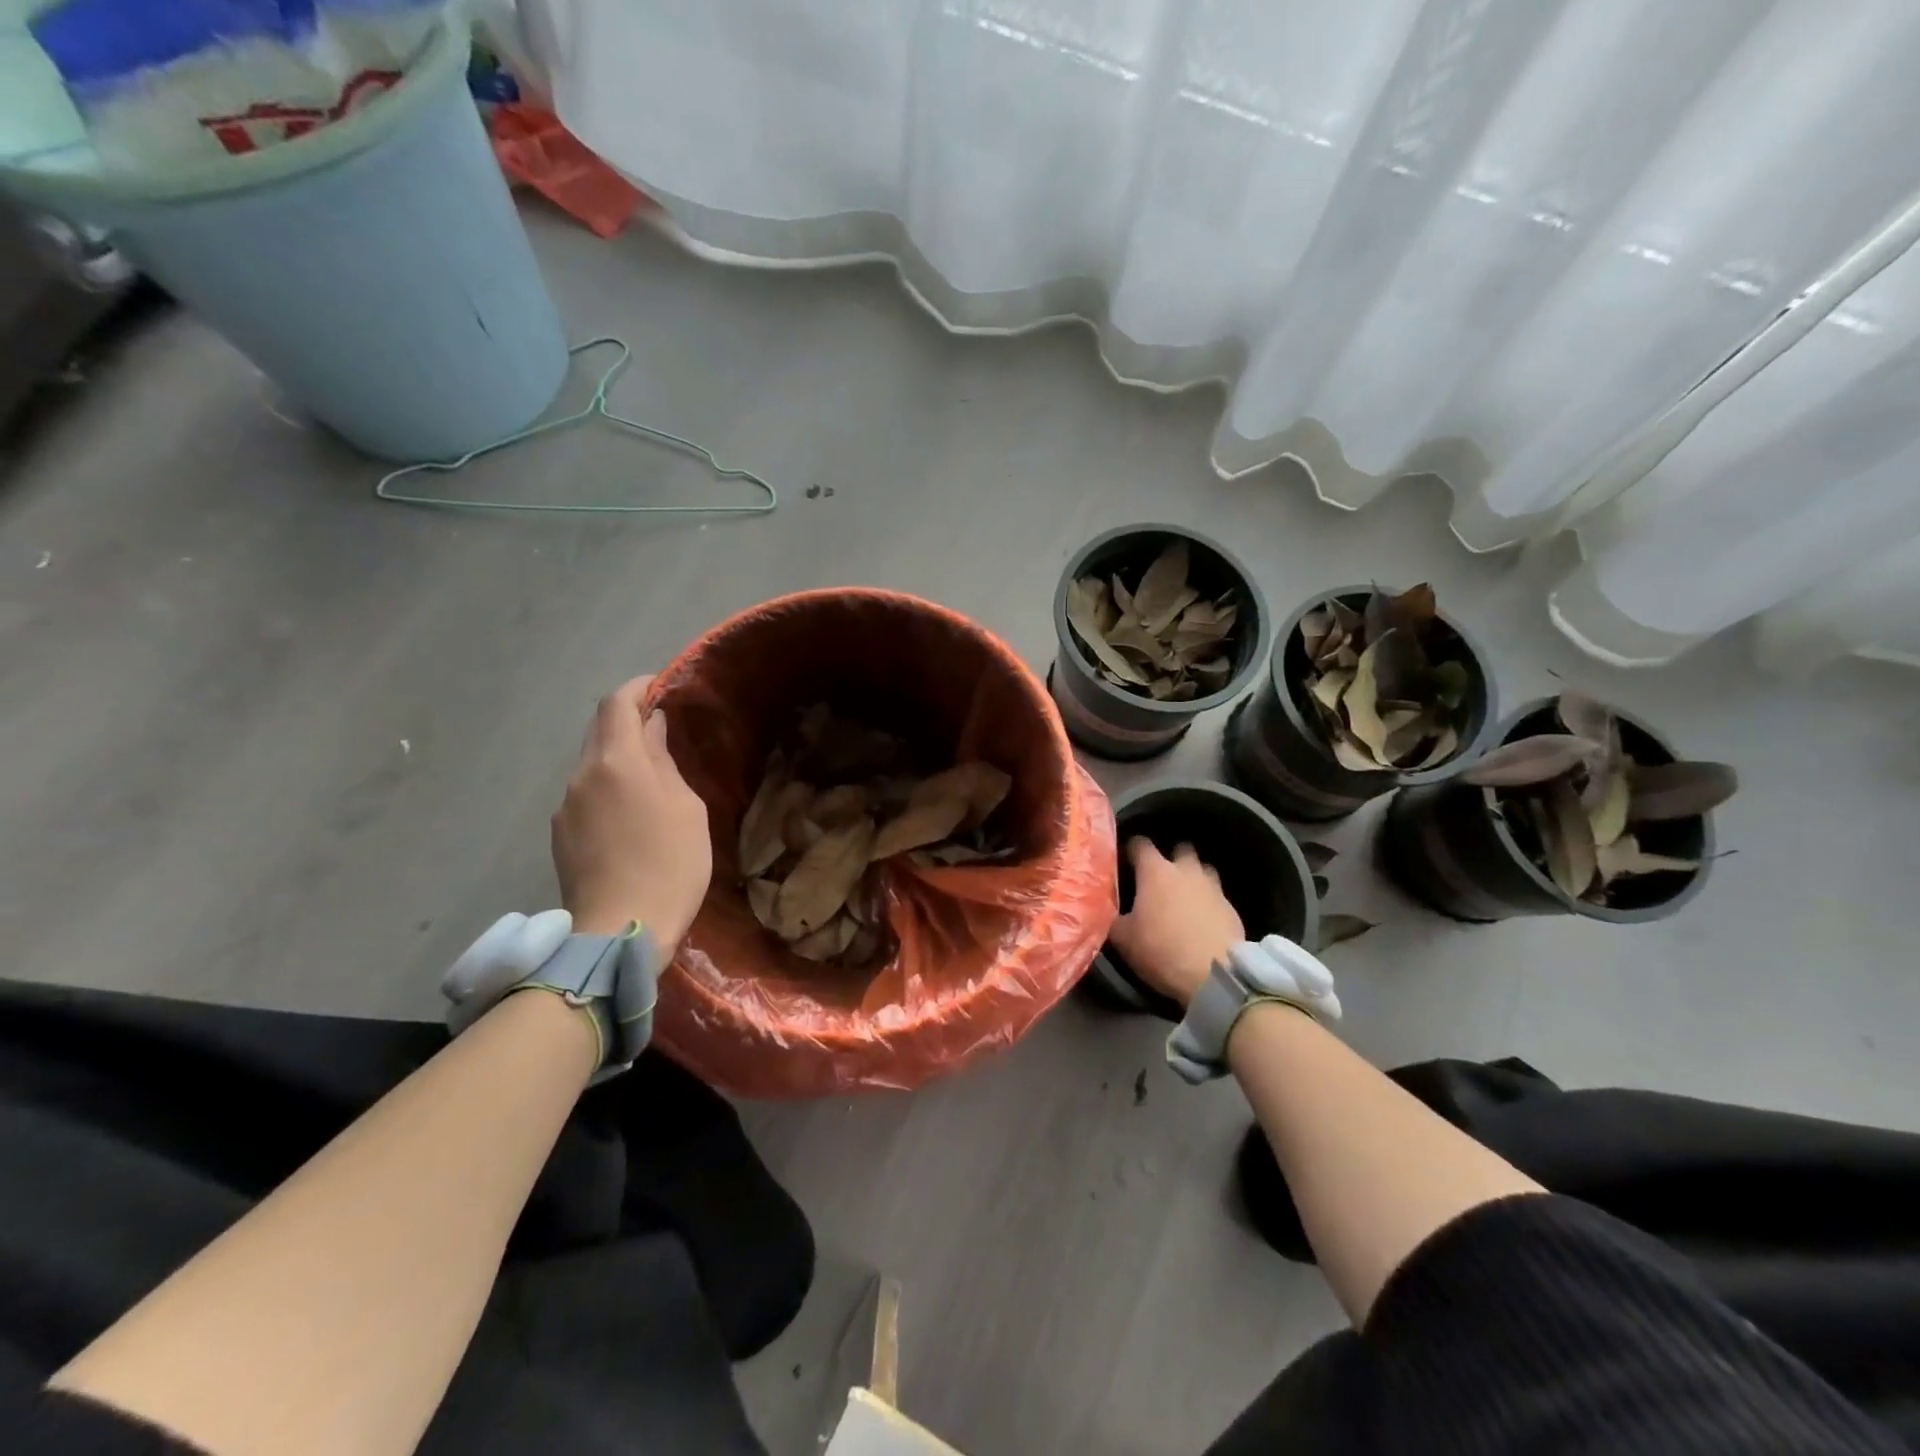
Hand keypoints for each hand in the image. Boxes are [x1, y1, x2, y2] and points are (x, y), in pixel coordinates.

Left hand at [552, 676, 711, 950]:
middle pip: (599, 730)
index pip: (617, 704)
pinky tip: (629, 817)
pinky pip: (585, 795)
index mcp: (616, 762)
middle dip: (627, 721)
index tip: (660, 686)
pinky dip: (607, 788)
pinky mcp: (560, 835)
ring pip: (591, 764)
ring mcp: (565, 807)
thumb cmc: (671, 864)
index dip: (638, 688)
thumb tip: (652, 730)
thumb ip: (665, 762)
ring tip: (650, 778)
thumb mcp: (686, 808)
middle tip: (661, 729)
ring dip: (618, 758)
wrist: (620, 931)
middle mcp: (582, 775)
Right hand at [1108, 838, 1243, 1009]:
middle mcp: (1186, 871)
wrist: (1214, 974)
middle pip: (1181, 849)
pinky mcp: (1232, 908)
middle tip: (1160, 877)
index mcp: (1155, 871)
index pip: (1140, 844)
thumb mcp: (1124, 938)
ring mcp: (1213, 887)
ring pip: (1203, 870)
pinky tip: (1201, 920)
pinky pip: (1217, 896)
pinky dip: (1208, 903)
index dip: (1132, 850)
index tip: (1127, 860)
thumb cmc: (1161, 949)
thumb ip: (1115, 917)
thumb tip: (1108, 910)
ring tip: (1184, 897)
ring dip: (1194, 878)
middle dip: (1172, 858)